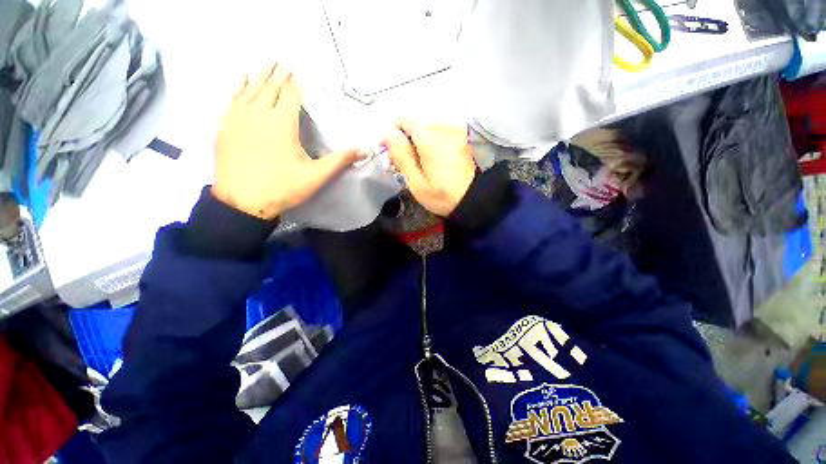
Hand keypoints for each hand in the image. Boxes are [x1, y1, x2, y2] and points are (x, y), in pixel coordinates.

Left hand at [212, 64, 361, 219]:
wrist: (242, 202)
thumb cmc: (283, 187)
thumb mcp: (316, 176)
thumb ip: (339, 160)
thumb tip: (364, 150)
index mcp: (282, 123)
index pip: (290, 96)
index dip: (294, 83)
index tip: (296, 71)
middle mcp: (259, 114)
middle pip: (269, 88)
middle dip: (276, 75)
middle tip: (280, 62)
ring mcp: (238, 119)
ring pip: (248, 91)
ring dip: (257, 77)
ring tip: (262, 67)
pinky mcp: (224, 128)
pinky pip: (231, 101)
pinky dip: (237, 90)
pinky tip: (239, 86)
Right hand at [385, 122, 475, 215]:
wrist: (476, 199)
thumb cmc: (444, 196)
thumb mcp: (417, 183)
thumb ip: (402, 156)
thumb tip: (389, 135)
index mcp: (430, 139)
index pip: (404, 119)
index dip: (392, 132)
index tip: (387, 150)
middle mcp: (443, 129)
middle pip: (415, 125)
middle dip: (403, 140)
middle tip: (399, 163)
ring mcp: (455, 132)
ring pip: (426, 130)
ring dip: (416, 143)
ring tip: (414, 165)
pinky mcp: (461, 138)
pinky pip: (438, 135)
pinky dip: (429, 144)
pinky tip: (429, 161)